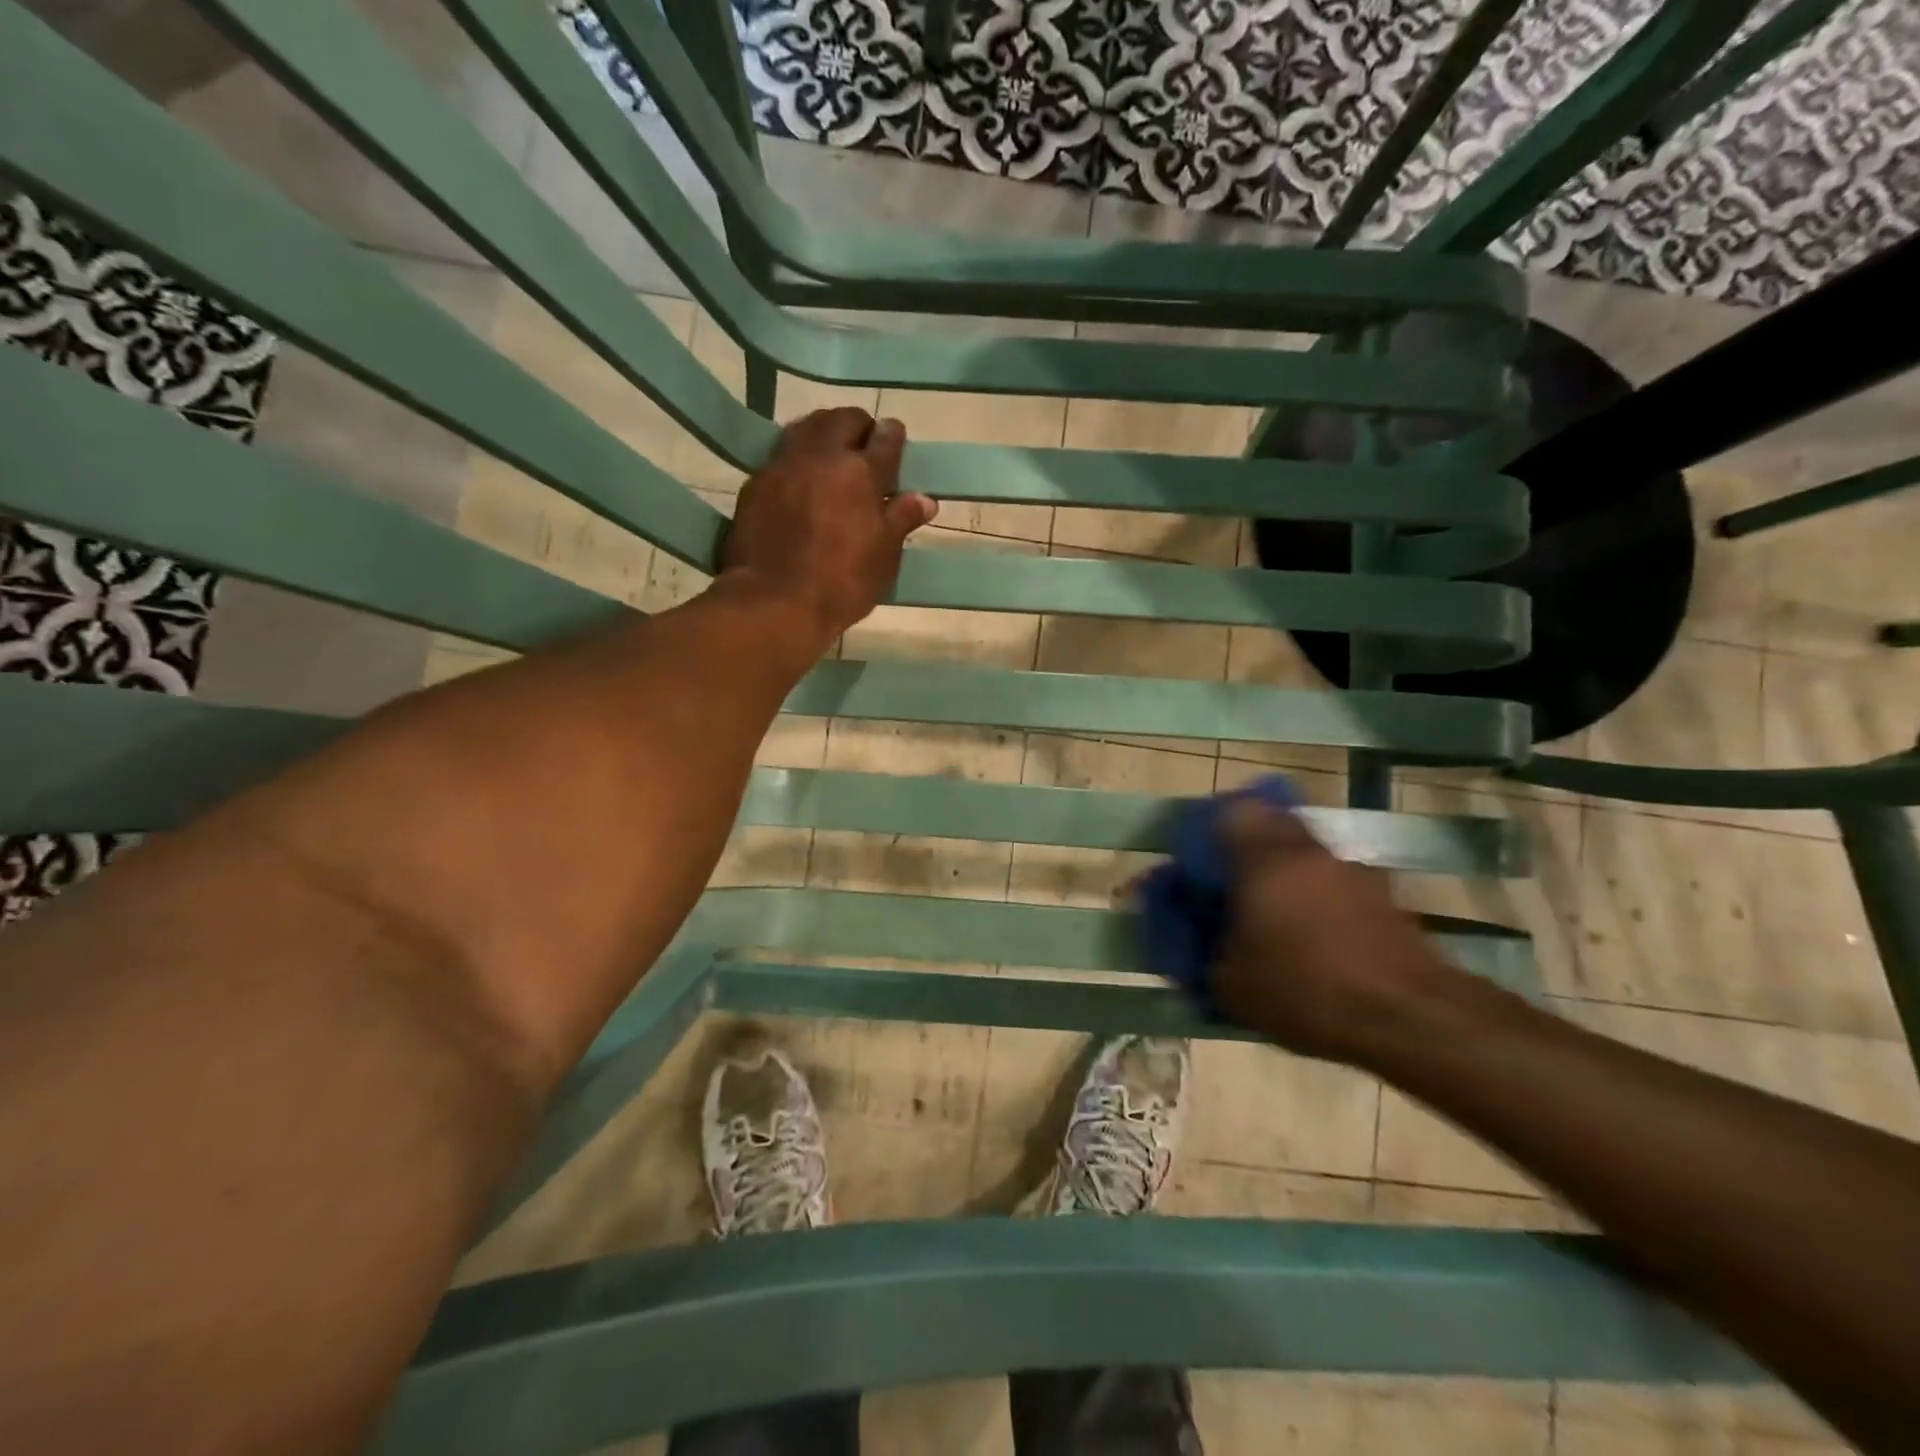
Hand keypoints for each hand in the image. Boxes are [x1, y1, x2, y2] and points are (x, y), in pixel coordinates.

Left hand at [719, 408, 936, 641]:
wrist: (774, 601)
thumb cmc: (842, 583)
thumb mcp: (883, 557)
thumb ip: (901, 520)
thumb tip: (925, 499)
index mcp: (862, 472)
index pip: (885, 437)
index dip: (893, 436)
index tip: (894, 440)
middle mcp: (822, 457)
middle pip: (842, 419)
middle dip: (857, 426)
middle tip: (863, 447)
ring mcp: (784, 465)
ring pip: (807, 427)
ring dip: (823, 433)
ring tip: (830, 455)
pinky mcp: (755, 482)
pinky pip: (781, 454)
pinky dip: (796, 457)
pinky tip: (799, 478)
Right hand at [1211, 799, 1462, 1065]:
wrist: (1410, 1017)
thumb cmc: (1305, 989)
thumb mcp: (1229, 982)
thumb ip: (1198, 947)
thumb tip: (1188, 931)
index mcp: (1264, 857)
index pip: (1229, 810)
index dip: (1207, 828)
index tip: (1195, 859)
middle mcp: (1307, 851)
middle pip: (1269, 825)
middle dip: (1244, 849)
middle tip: (1229, 886)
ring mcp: (1350, 870)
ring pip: (1302, 855)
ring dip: (1283, 874)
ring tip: (1270, 919)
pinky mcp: (1380, 896)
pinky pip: (1331, 882)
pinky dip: (1314, 898)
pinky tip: (1310, 939)